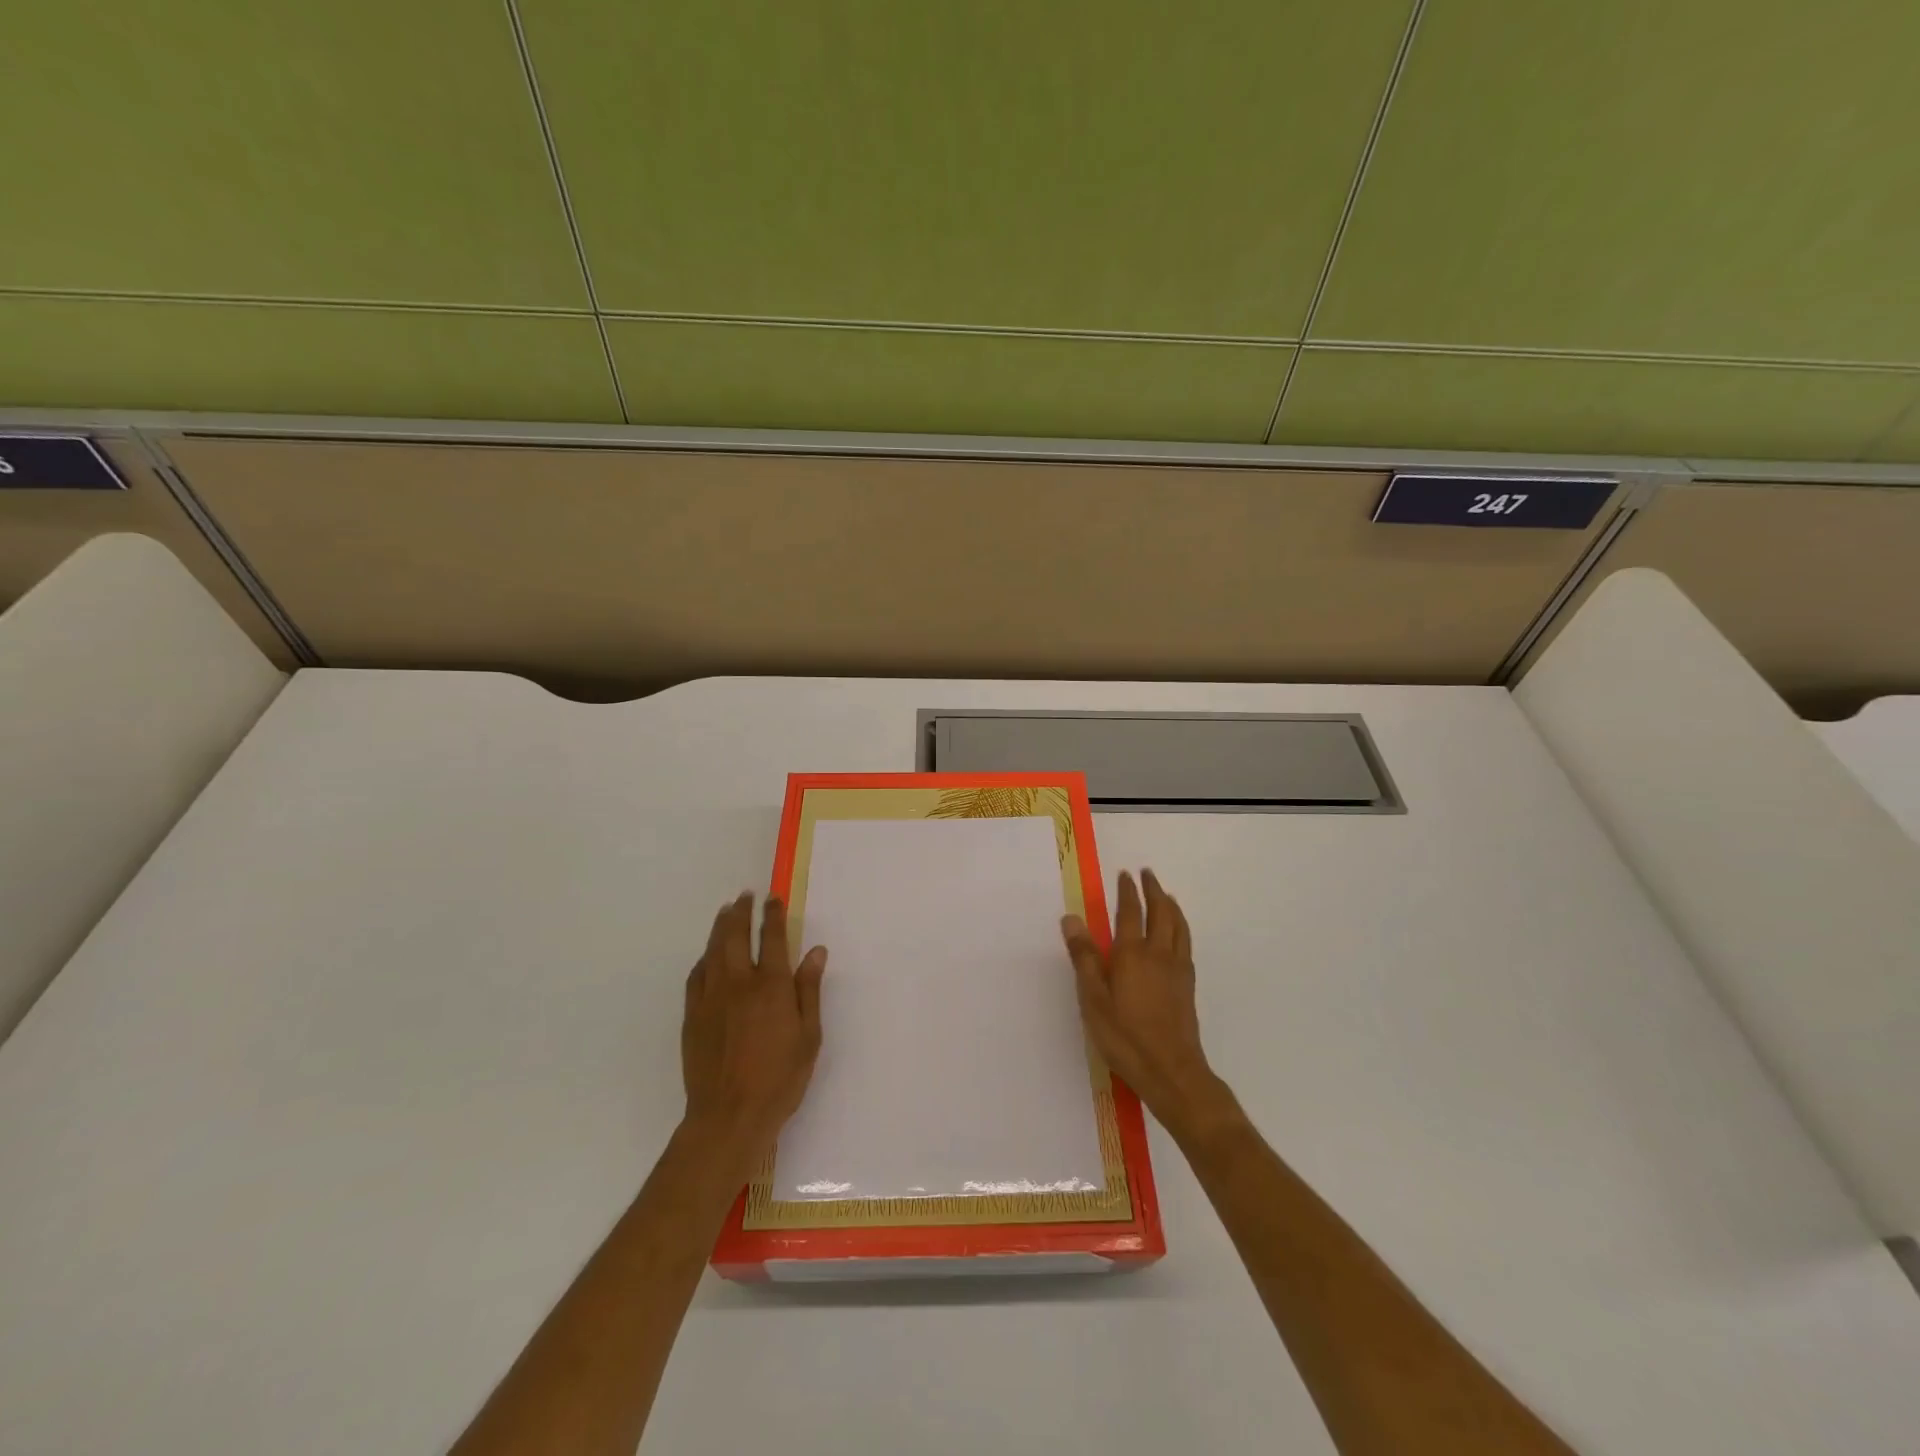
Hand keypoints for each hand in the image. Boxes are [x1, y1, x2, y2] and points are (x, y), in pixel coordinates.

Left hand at [680, 894, 826, 1178]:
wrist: (729, 1116)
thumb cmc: (780, 1078)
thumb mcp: (809, 1035)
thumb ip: (809, 990)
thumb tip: (815, 951)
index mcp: (770, 986)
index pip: (771, 938)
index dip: (772, 915)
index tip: (772, 898)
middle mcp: (738, 984)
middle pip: (734, 936)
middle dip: (740, 912)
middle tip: (743, 896)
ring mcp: (710, 999)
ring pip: (712, 951)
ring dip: (719, 928)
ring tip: (724, 912)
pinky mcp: (692, 1017)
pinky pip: (696, 977)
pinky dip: (703, 959)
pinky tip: (706, 957)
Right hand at [1062, 870, 1232, 1142]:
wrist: (1171, 1071)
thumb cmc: (1124, 1036)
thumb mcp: (1093, 999)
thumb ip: (1084, 957)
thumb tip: (1071, 918)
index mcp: (1132, 953)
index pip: (1131, 912)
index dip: (1128, 891)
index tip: (1125, 874)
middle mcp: (1158, 953)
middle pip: (1161, 912)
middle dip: (1154, 890)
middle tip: (1148, 874)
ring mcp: (1177, 969)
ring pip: (1178, 926)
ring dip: (1171, 905)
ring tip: (1166, 895)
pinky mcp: (1188, 985)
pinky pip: (1186, 943)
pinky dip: (1181, 927)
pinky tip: (1177, 935)